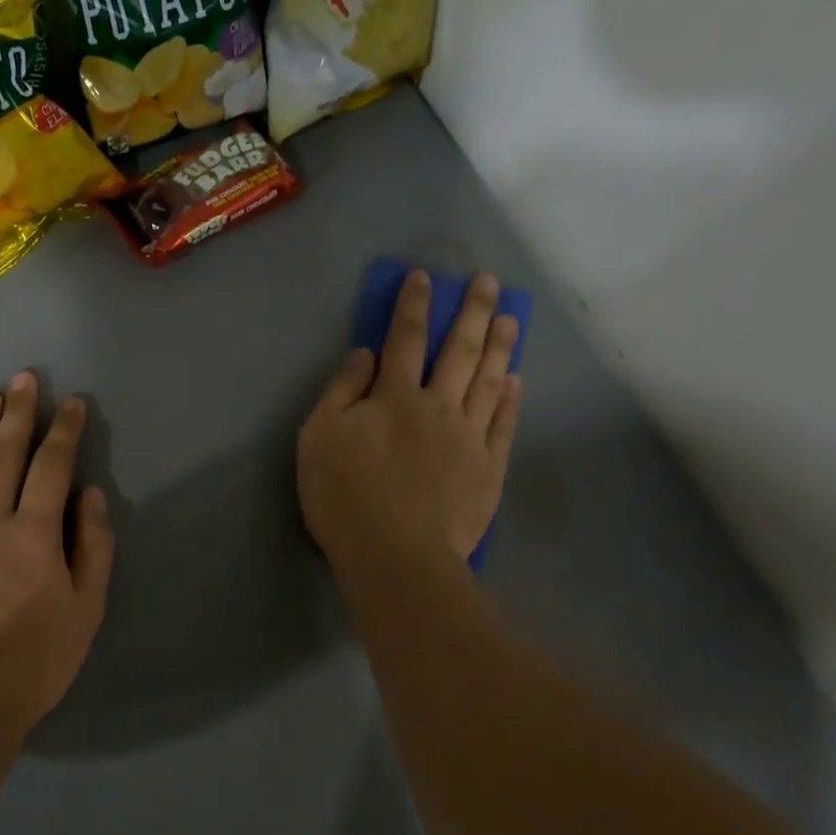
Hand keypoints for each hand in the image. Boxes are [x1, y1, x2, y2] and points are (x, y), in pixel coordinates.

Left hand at [0, 372, 114, 729]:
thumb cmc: (37, 659)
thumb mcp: (87, 609)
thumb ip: (93, 547)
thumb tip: (90, 495)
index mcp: (33, 534)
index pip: (51, 466)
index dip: (64, 430)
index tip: (72, 403)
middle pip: (3, 453)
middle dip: (18, 412)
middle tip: (25, 378)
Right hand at [298, 270, 522, 574]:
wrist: (395, 556)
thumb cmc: (344, 498)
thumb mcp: (318, 439)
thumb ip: (341, 392)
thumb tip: (367, 354)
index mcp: (394, 397)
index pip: (406, 339)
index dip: (414, 306)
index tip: (426, 278)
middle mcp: (438, 406)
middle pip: (460, 350)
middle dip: (473, 312)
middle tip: (488, 282)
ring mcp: (469, 437)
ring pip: (490, 380)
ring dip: (501, 345)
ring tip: (511, 317)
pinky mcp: (488, 469)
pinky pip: (504, 424)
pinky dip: (512, 398)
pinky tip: (516, 380)